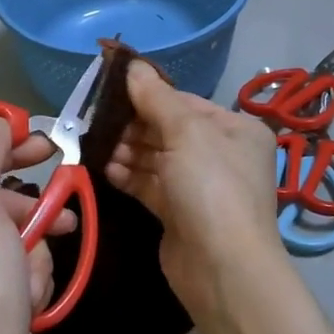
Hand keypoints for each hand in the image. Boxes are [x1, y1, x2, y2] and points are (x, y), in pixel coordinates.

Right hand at [103, 61, 285, 320]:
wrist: (222, 268)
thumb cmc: (211, 188)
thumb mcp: (186, 132)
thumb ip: (156, 98)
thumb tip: (132, 65)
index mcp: (236, 129)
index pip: (185, 102)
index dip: (149, 95)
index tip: (110, 89)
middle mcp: (222, 155)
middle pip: (169, 129)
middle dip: (134, 125)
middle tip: (97, 121)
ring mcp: (201, 186)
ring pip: (157, 158)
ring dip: (128, 151)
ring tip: (97, 145)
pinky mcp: (180, 213)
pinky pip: (151, 185)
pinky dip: (129, 175)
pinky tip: (105, 169)